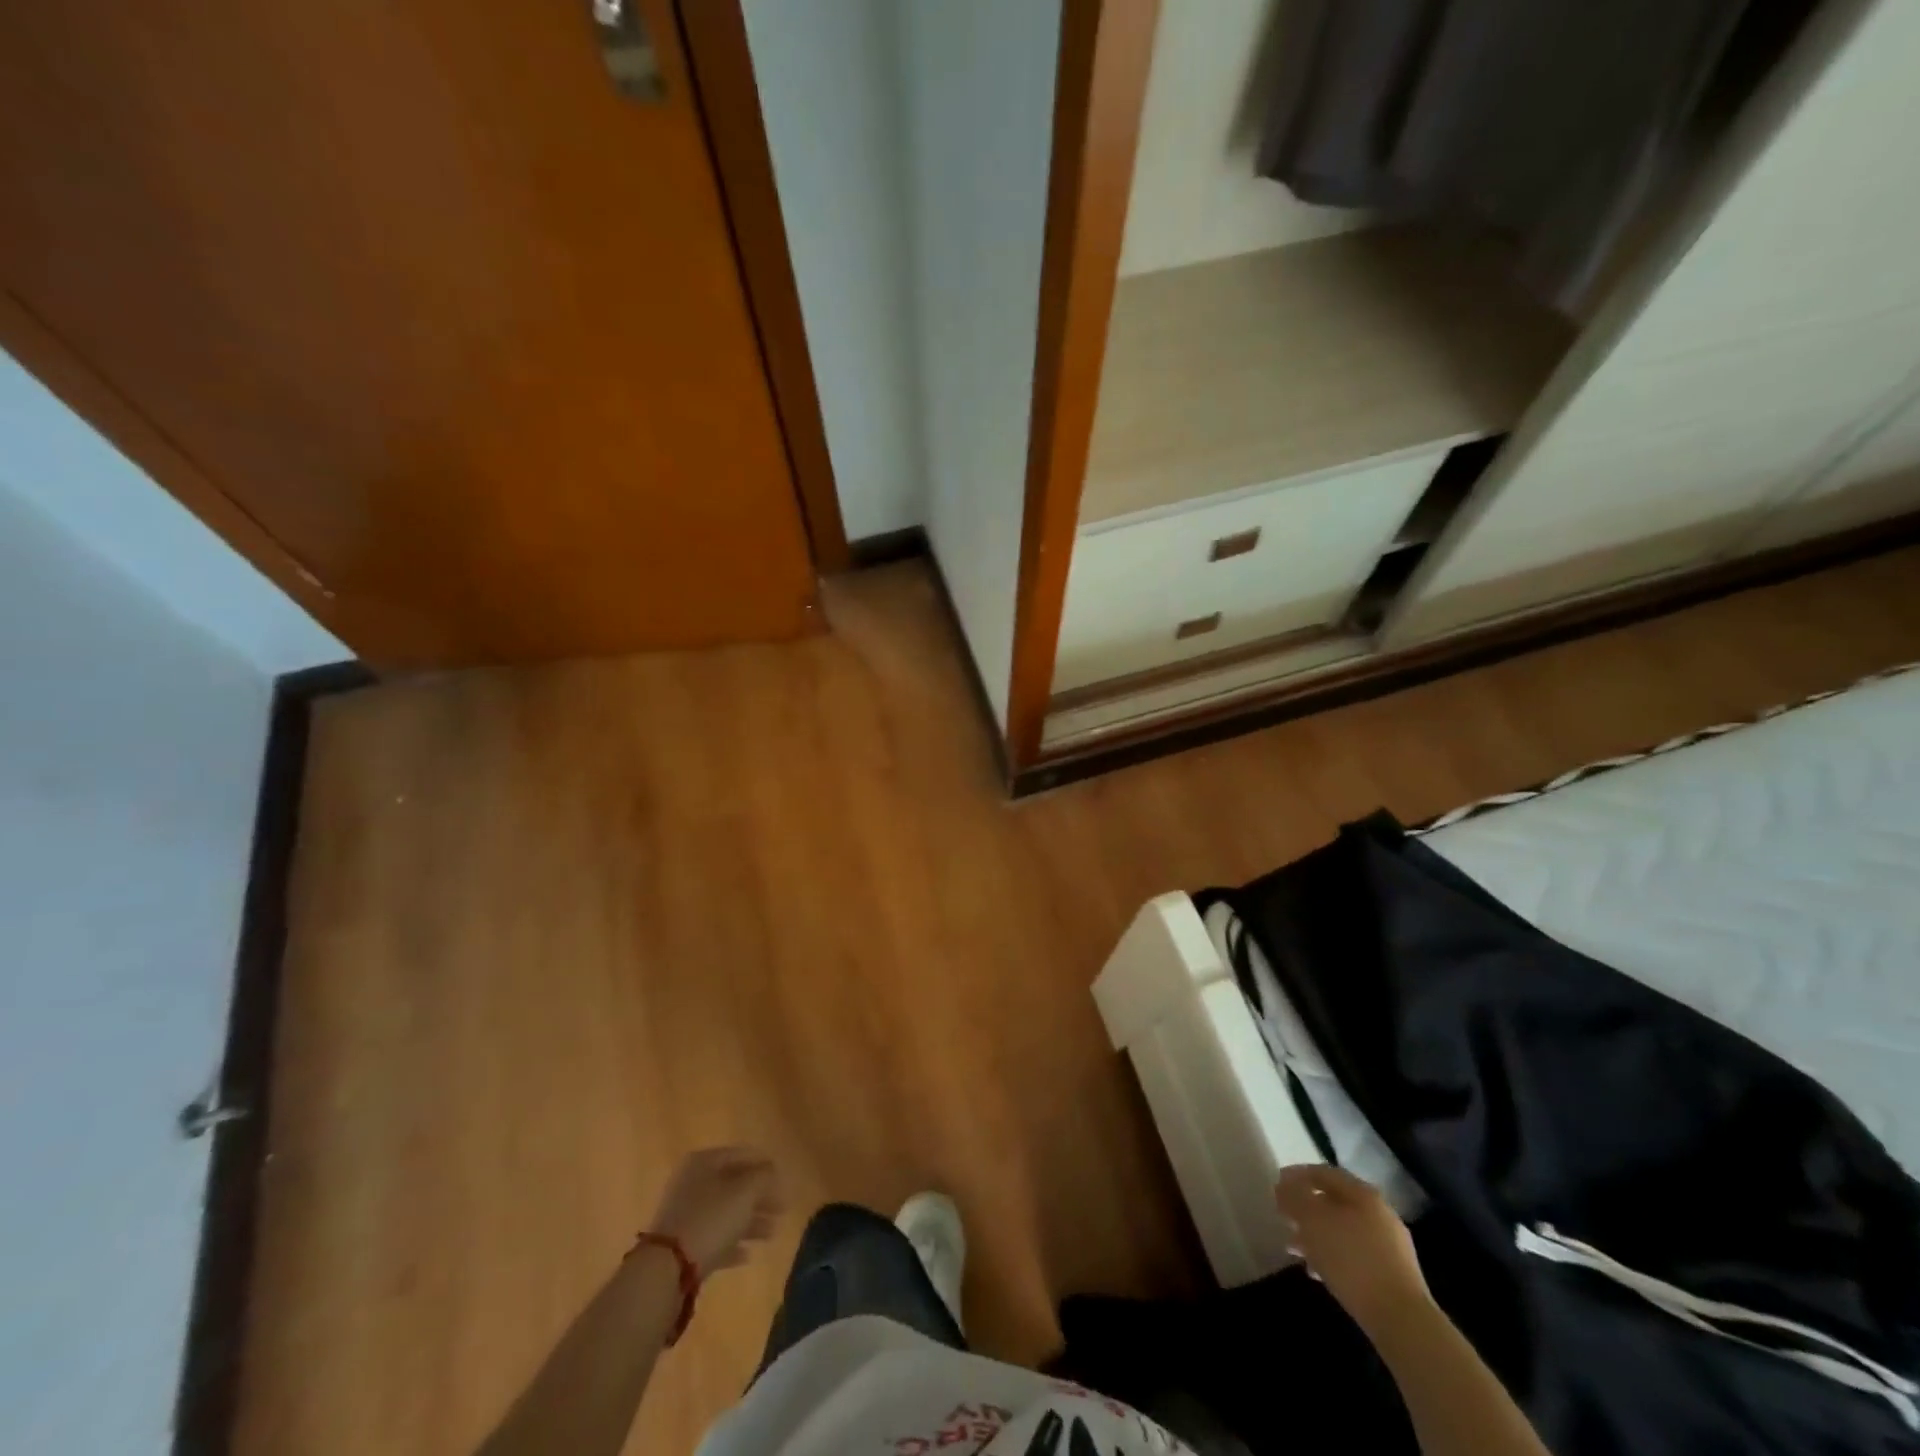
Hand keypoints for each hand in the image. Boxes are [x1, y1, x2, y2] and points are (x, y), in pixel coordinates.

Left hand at [646, 1147, 782, 1277]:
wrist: (666, 1268)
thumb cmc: (710, 1218)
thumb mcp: (745, 1192)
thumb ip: (763, 1177)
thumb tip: (771, 1172)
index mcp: (704, 1161)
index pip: (742, 1155)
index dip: (765, 1165)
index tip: (783, 1180)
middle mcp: (692, 1182)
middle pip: (734, 1185)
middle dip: (760, 1198)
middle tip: (782, 1210)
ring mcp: (685, 1214)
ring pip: (725, 1212)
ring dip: (750, 1222)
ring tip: (771, 1234)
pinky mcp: (681, 1245)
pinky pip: (713, 1238)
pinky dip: (731, 1244)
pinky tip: (747, 1255)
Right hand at [1276, 1163, 1431, 1337]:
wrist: (1403, 1322)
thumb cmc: (1352, 1260)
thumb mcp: (1313, 1221)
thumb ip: (1294, 1198)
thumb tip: (1284, 1187)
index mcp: (1363, 1193)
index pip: (1323, 1173)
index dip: (1296, 1175)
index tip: (1276, 1186)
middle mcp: (1379, 1213)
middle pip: (1334, 1202)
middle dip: (1306, 1208)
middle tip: (1283, 1217)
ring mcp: (1390, 1246)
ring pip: (1343, 1230)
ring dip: (1316, 1235)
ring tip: (1295, 1248)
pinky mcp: (1392, 1275)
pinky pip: (1354, 1255)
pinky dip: (1333, 1256)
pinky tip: (1318, 1272)